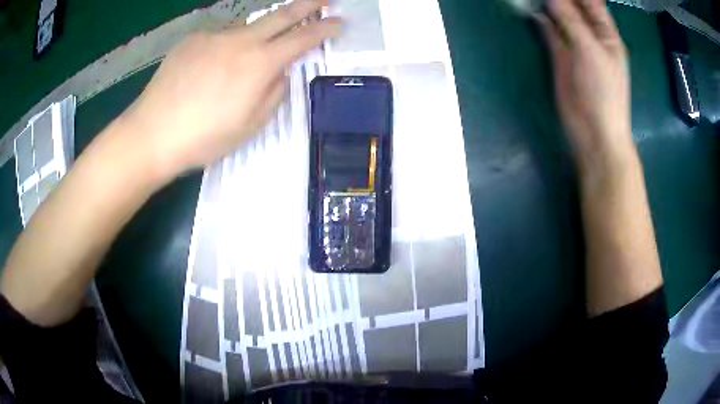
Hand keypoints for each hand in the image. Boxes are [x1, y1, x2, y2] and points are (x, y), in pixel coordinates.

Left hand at [122, 0, 339, 182]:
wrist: (152, 134)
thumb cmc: (204, 138)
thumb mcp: (250, 126)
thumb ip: (274, 93)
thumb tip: (280, 72)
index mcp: (259, 64)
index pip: (302, 38)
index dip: (325, 29)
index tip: (339, 22)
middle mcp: (240, 40)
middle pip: (281, 14)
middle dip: (308, 4)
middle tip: (324, 0)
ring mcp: (214, 35)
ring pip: (246, 27)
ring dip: (257, 35)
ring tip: (242, 63)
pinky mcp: (192, 38)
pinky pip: (219, 36)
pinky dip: (225, 46)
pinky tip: (211, 68)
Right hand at [537, 0, 633, 172]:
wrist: (593, 131)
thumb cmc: (603, 92)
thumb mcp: (591, 52)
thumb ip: (572, 22)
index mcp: (606, 35)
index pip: (592, 4)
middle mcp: (591, 36)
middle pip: (575, 8)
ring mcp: (575, 45)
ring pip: (560, 18)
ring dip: (549, 6)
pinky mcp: (560, 56)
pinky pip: (550, 32)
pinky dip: (541, 22)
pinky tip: (533, 12)